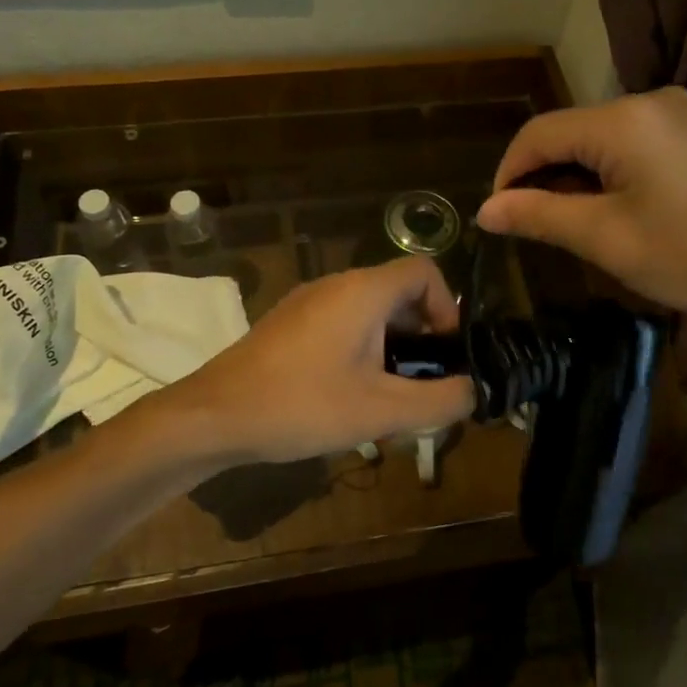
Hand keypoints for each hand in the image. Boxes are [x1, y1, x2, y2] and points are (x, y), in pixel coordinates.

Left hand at [170, 257, 474, 462]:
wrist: (214, 416)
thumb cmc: (301, 405)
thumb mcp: (381, 412)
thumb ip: (439, 401)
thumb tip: (472, 391)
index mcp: (363, 292)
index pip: (425, 271)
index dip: (448, 306)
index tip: (446, 352)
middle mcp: (337, 284)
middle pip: (399, 292)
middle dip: (421, 334)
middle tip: (423, 381)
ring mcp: (308, 301)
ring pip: (370, 310)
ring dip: (391, 345)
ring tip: (389, 394)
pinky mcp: (289, 323)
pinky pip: (342, 322)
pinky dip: (362, 347)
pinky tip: (349, 394)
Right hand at [475, 87, 686, 345]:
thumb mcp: (609, 240)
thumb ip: (540, 216)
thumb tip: (486, 209)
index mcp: (623, 119)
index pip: (538, 134)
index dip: (508, 174)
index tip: (499, 219)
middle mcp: (652, 101)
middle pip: (572, 133)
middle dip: (544, 179)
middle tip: (538, 231)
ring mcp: (685, 115)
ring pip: (604, 141)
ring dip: (579, 179)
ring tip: (578, 229)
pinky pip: (639, 146)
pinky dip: (614, 176)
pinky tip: (623, 213)